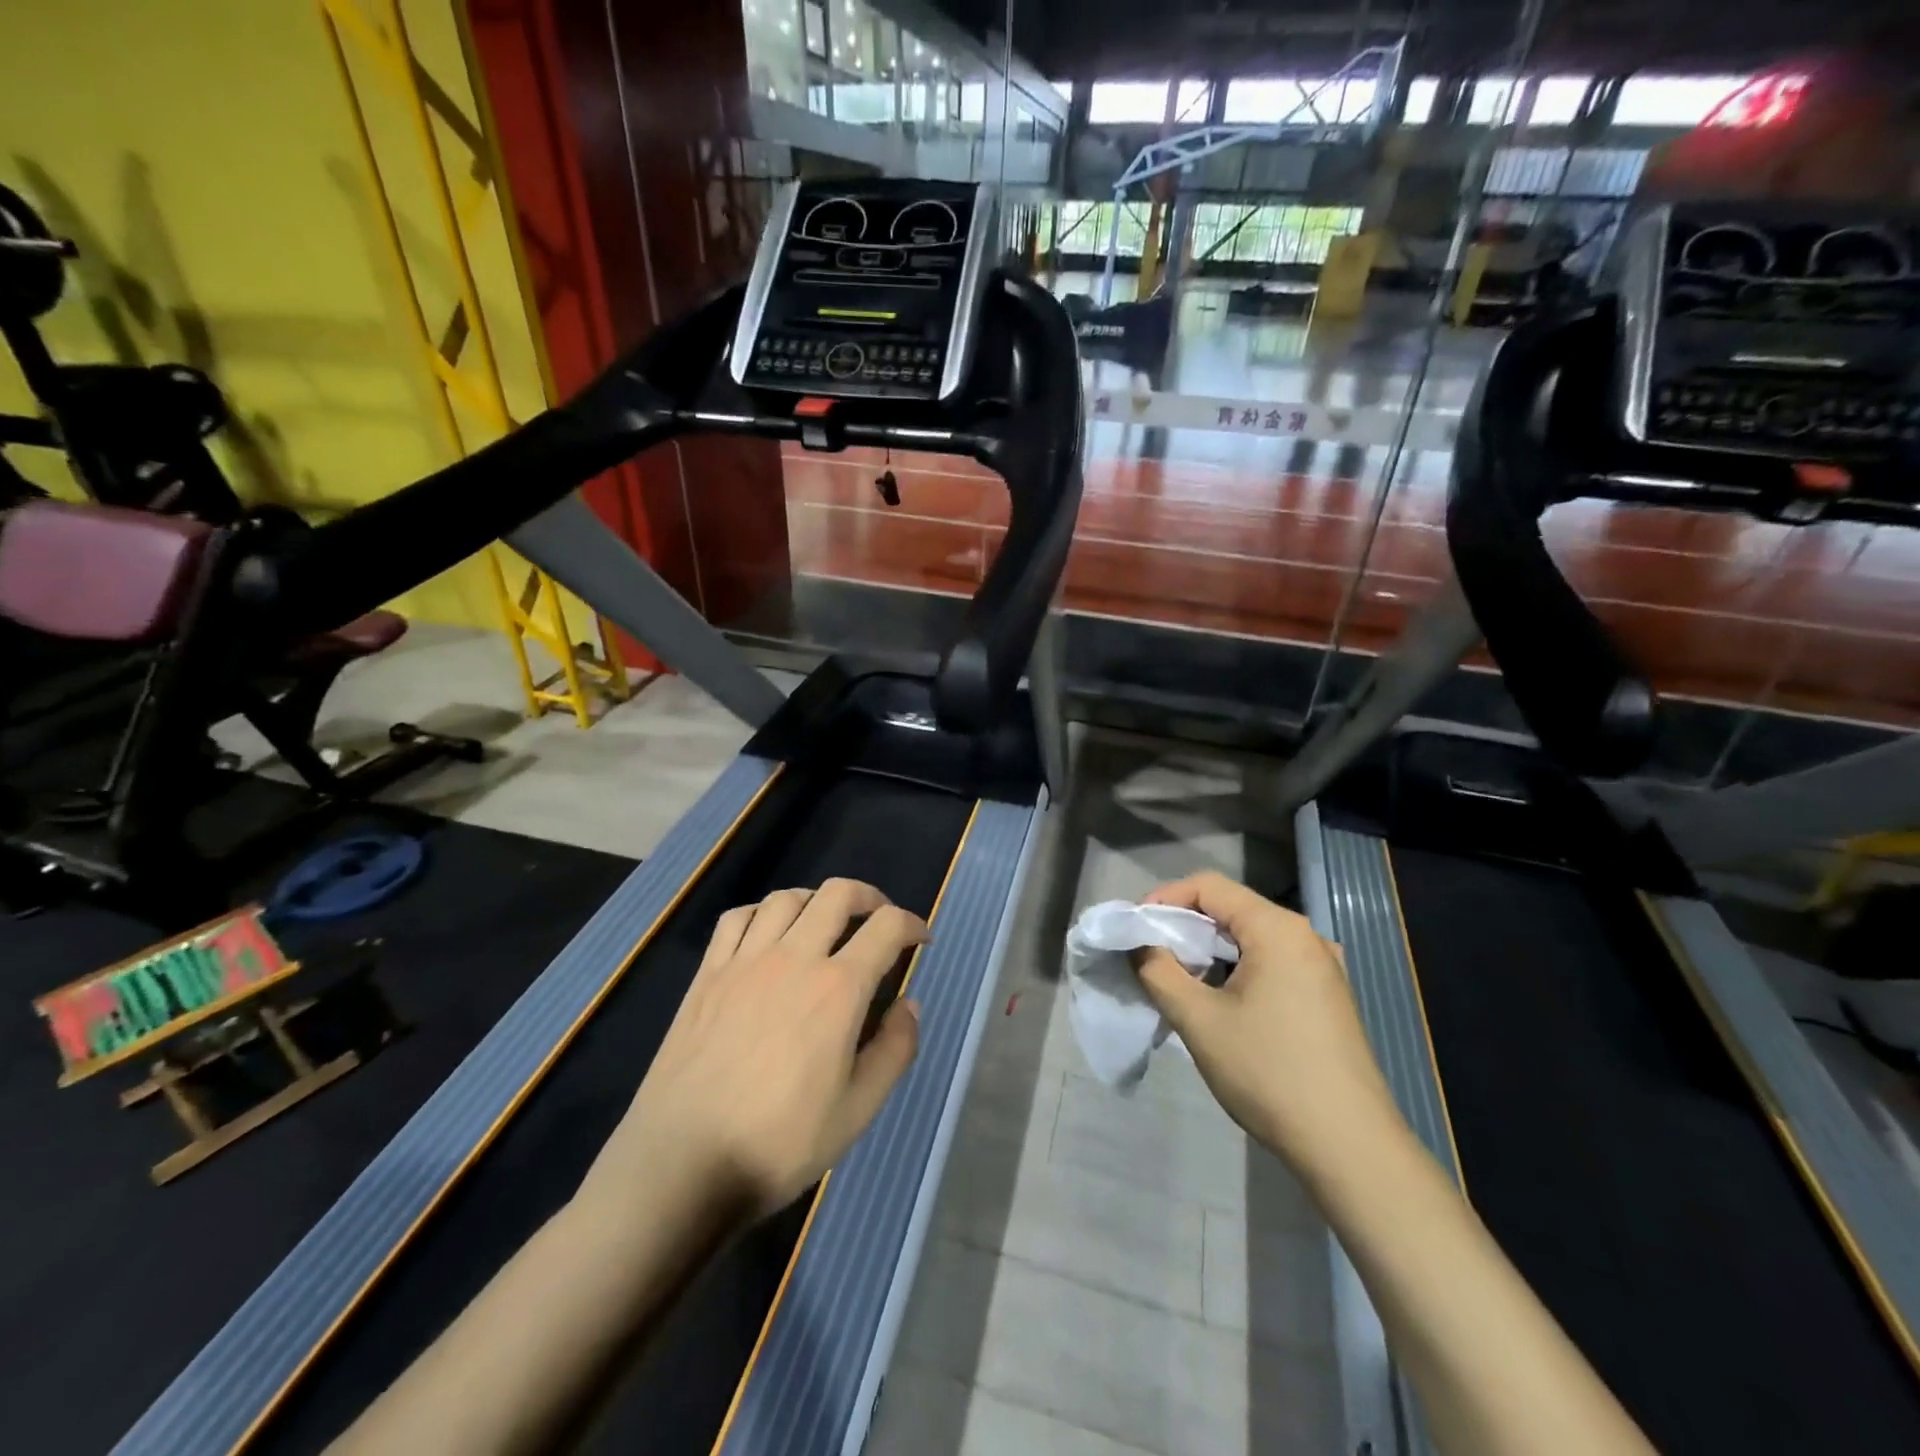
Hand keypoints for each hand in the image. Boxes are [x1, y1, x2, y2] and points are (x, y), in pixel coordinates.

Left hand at [586, 880, 927, 1222]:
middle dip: (869, 898)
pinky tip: (767, 935)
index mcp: (838, 989)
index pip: (887, 927)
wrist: (682, 1165)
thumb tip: (910, 1005)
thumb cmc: (779, 1143)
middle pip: (838, 894)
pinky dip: (762, 913)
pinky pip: (737, 918)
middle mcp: (795, 958)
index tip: (921, 940)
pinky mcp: (708, 974)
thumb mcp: (858, 1110)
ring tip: (825, 923)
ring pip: (787, 898)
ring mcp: (745, 961)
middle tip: (879, 921)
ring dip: (816, 901)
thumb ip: (895, 1050)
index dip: (912, 924)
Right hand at [1136, 872, 1395, 1172]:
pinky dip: (1238, 970)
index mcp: (1278, 929)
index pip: (1209, 886)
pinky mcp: (1329, 997)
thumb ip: (1159, 972)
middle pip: (1232, 909)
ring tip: (1179, 981)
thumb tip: (1139, 945)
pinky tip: (1221, 1003)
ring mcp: (1323, 968)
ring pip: (1252, 939)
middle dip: (1185, 927)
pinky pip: (1273, 963)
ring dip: (1210, 952)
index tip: (1136, 929)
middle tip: (1150, 956)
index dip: (1165, 899)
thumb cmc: (1269, 1072)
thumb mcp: (1199, 1020)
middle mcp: (1306, 937)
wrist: (1350, 1147)